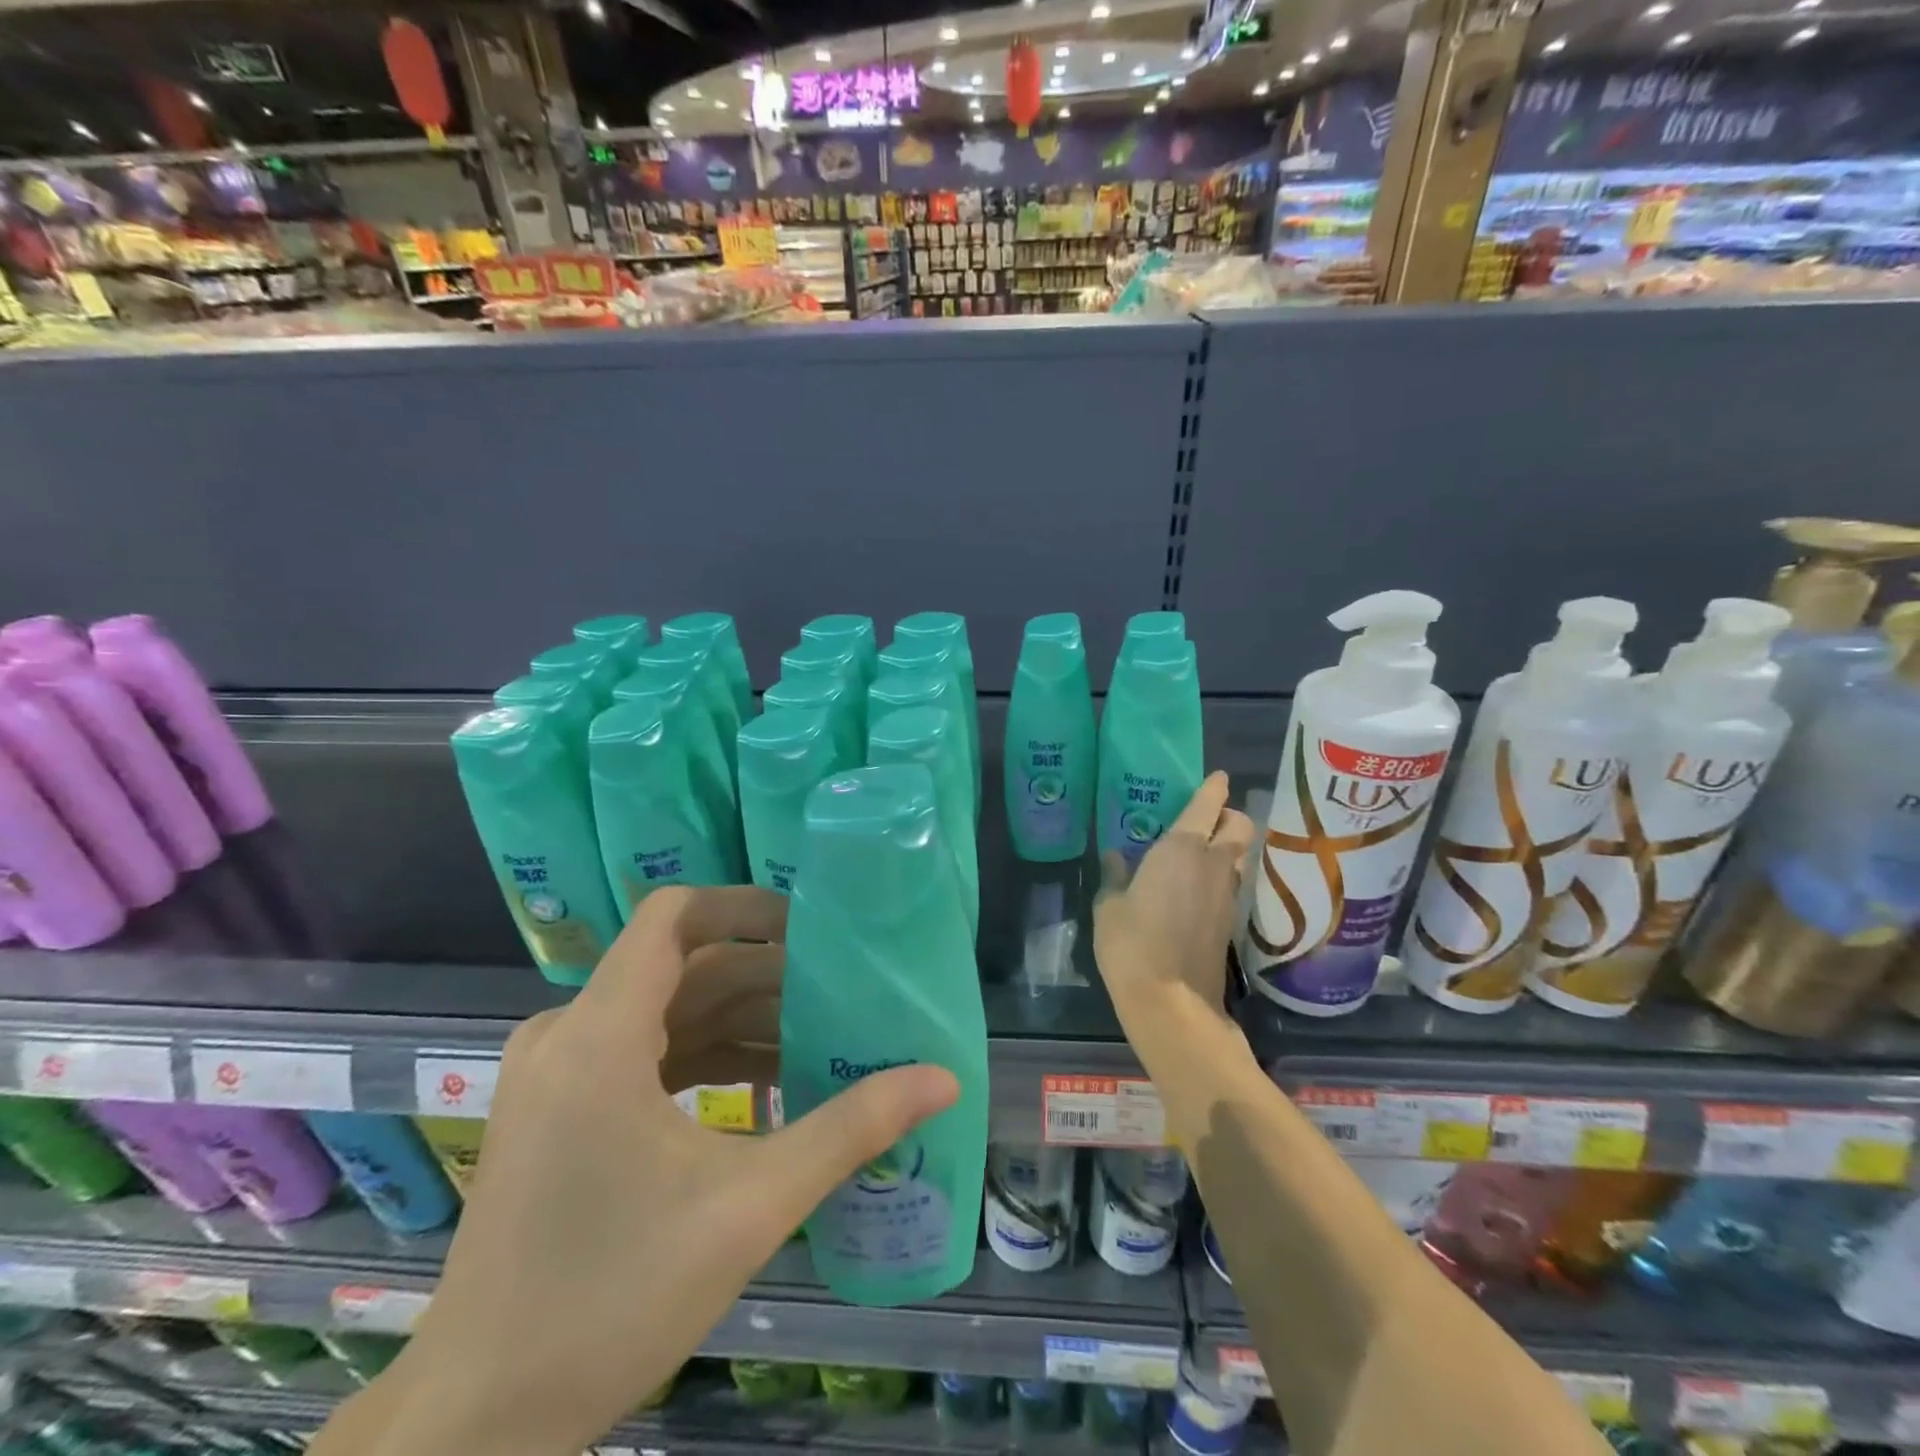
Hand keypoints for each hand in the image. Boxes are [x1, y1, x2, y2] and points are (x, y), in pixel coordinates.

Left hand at [322, 886, 957, 1455]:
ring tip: (818, 1044)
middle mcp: (567, 1033)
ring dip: (741, 1022)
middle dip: (765, 976)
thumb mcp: (750, 1206)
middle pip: (683, 967)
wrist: (478, 1423)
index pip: (674, 916)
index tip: (810, 929)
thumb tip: (943, 1080)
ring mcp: (556, 1073)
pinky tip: (766, 1092)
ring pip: (667, 1012)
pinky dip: (705, 1059)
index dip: (744, 906)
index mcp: (599, 1034)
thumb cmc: (611, 1301)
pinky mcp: (559, 1110)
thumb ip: (850, 1129)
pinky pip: (644, 1053)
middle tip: (840, 996)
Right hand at [1094, 772, 1256, 1036]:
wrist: (1171, 1001)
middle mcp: (1213, 864)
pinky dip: (1220, 874)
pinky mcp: (1230, 921)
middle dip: (1230, 816)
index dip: (1214, 788)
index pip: (1208, 806)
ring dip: (1226, 847)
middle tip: (1208, 818)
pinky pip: (1230, 882)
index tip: (1218, 778)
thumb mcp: (1110, 906)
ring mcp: (1227, 894)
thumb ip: (1115, 876)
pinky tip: (1195, 886)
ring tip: (1198, 851)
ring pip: (1238, 856)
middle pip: (1241, 827)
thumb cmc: (1132, 944)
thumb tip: (1115, 856)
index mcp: (1182, 849)